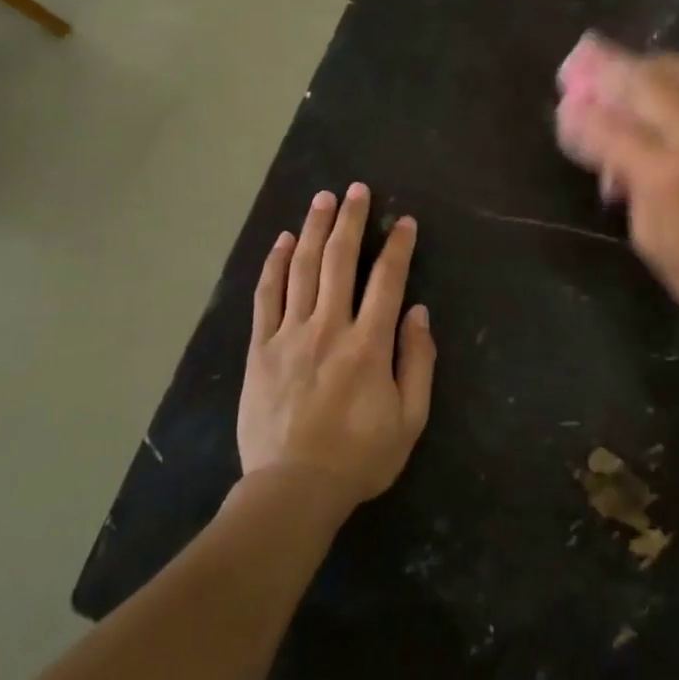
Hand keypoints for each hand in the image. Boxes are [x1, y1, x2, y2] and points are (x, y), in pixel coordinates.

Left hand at [237, 185, 436, 511]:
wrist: (293, 489)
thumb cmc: (359, 457)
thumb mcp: (410, 419)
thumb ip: (418, 361)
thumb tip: (418, 312)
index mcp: (368, 344)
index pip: (387, 280)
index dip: (397, 246)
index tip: (404, 221)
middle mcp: (328, 327)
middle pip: (339, 261)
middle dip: (350, 220)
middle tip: (356, 189)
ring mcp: (289, 335)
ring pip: (301, 269)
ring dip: (312, 229)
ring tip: (321, 198)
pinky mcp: (260, 348)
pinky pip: (266, 297)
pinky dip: (273, 265)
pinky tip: (280, 241)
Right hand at [555, 34, 678, 349]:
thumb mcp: (650, 239)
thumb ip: (624, 184)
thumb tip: (601, 152)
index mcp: (663, 175)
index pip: (609, 128)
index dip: (580, 115)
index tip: (562, 106)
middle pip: (644, 82)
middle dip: (607, 68)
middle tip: (581, 61)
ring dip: (642, 63)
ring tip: (620, 67)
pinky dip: (673, 75)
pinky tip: (660, 84)